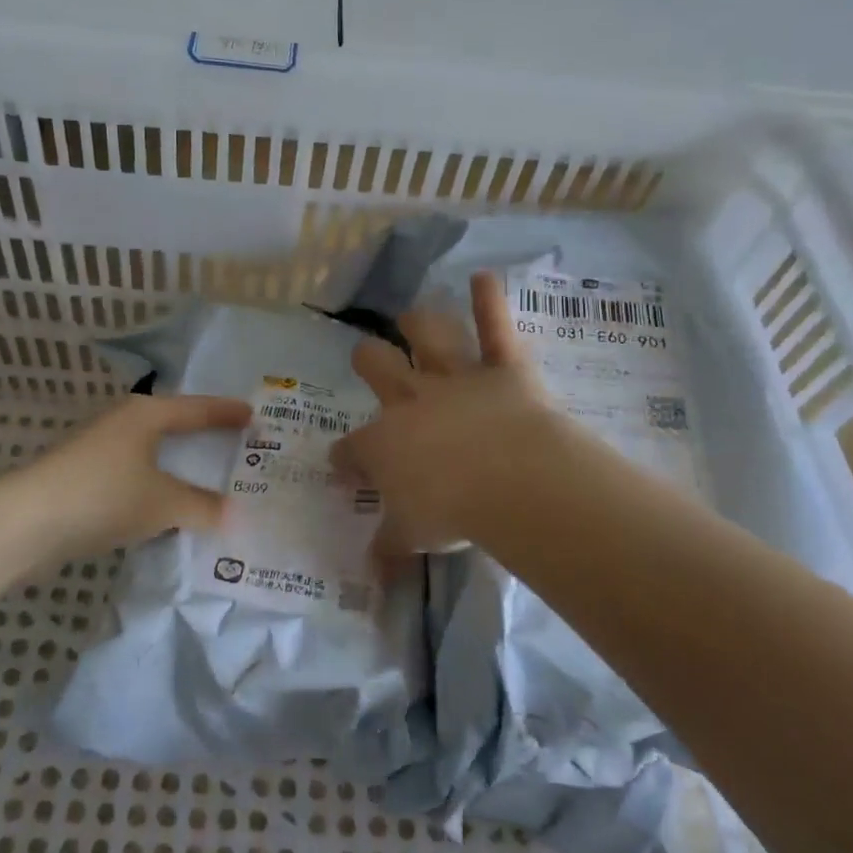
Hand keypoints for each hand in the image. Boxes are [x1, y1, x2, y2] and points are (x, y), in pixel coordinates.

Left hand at [7, 393, 251, 560]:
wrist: (26, 523)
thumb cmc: (104, 495)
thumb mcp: (162, 502)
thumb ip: (201, 506)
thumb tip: (233, 514)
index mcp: (146, 414)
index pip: (197, 409)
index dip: (226, 413)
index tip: (253, 415)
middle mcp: (123, 423)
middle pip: (172, 426)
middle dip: (202, 436)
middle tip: (235, 444)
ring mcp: (100, 450)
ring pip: (151, 453)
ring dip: (177, 466)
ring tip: (207, 478)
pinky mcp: (84, 479)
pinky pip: (134, 477)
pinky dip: (156, 487)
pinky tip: (166, 507)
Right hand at [333, 272, 581, 562]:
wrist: (508, 479)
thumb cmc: (451, 511)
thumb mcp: (413, 538)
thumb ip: (389, 550)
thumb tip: (370, 576)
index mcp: (384, 443)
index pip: (351, 449)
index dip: (344, 459)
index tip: (344, 468)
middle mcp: (411, 400)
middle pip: (376, 366)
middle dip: (369, 360)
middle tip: (370, 360)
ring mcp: (456, 378)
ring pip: (428, 334)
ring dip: (421, 322)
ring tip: (416, 317)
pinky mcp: (503, 368)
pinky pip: (496, 327)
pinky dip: (490, 300)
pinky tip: (485, 276)